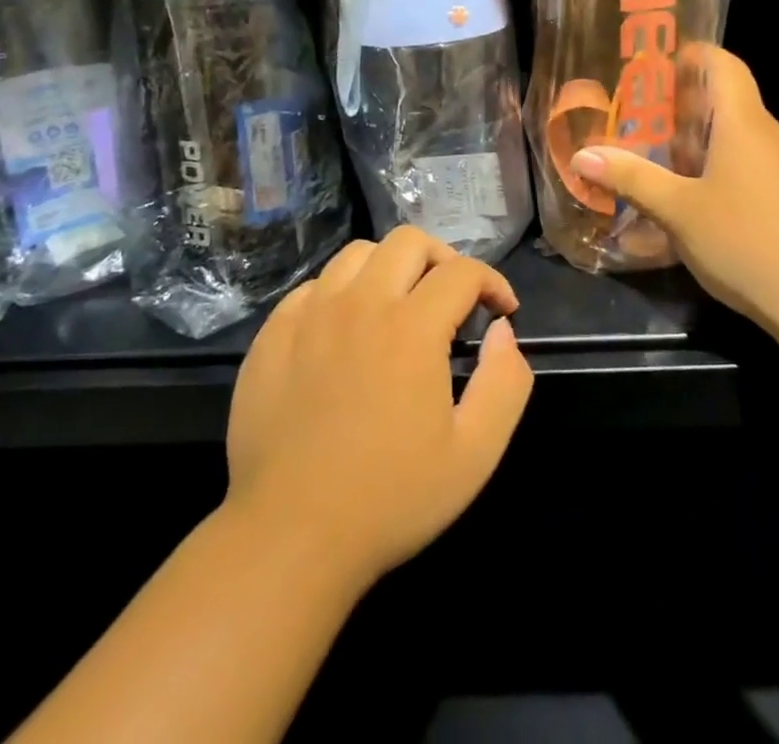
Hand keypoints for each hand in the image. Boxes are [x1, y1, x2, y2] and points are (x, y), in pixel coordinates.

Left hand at [223, 228, 533, 590]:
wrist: (289, 536)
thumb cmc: (390, 499)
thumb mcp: (475, 454)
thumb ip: (505, 382)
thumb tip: (502, 331)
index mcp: (411, 327)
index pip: (462, 271)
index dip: (492, 282)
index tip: (502, 311)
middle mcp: (360, 303)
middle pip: (408, 242)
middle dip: (443, 259)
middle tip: (452, 298)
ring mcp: (310, 314)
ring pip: (358, 254)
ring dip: (390, 268)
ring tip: (399, 305)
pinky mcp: (273, 333)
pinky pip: (314, 286)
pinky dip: (341, 292)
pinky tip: (346, 330)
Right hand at [569, 44, 778, 325]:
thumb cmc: (748, 240)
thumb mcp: (678, 211)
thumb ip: (631, 179)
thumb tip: (582, 155)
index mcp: (742, 123)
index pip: (722, 63)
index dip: (689, 54)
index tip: (651, 66)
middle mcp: (768, 136)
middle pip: (724, 102)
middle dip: (677, 107)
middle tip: (632, 119)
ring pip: (734, 140)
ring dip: (694, 145)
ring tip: (652, 161)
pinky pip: (747, 169)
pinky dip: (715, 172)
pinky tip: (690, 204)